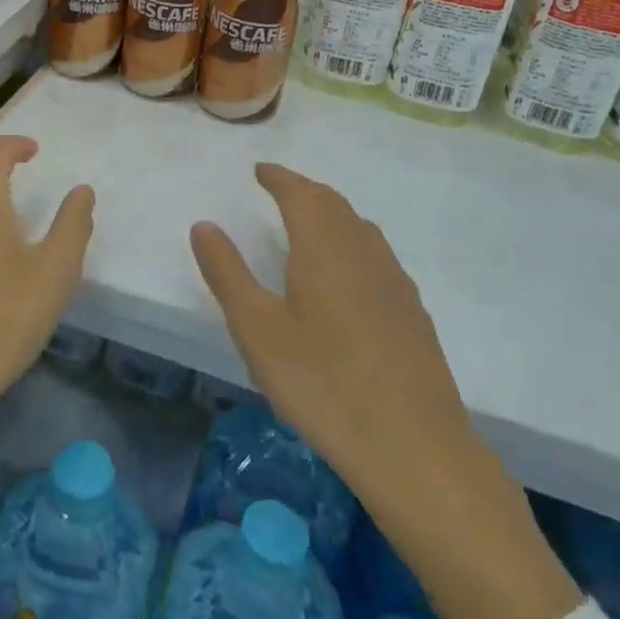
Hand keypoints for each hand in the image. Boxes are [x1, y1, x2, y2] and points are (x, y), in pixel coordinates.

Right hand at [191, 164, 579, 618]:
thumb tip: (204, 224)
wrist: (415, 448)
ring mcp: (395, 283)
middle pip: (334, 205)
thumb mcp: (257, 329)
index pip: (301, 193)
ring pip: (360, 229)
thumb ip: (227, 272)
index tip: (260, 170)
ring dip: (331, 214)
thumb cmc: (322, 383)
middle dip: (304, 191)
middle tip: (279, 190)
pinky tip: (346, 275)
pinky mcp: (413, 313)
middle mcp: (364, 252)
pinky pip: (376, 256)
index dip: (279, 177)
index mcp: (325, 247)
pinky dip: (352, 244)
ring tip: (308, 224)